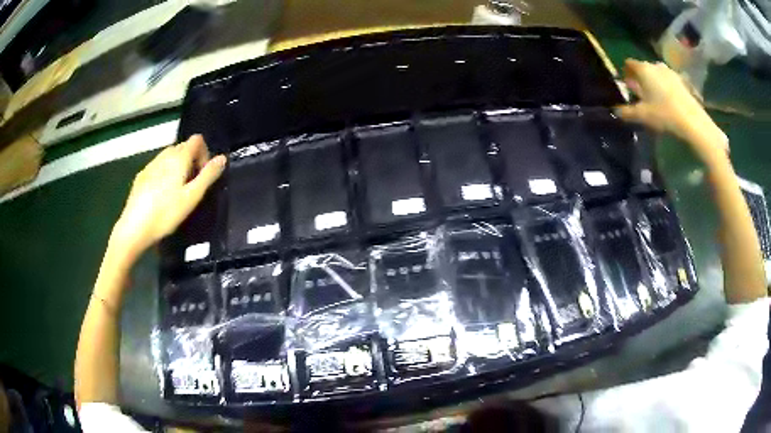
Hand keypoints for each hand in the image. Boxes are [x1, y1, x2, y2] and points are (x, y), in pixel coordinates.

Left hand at [111, 135, 225, 258]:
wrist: (134, 228)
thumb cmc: (166, 214)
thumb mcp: (192, 197)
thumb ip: (208, 176)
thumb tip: (223, 158)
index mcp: (179, 158)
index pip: (197, 139)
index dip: (204, 152)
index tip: (203, 174)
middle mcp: (164, 155)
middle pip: (182, 147)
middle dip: (191, 160)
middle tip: (191, 185)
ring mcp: (150, 165)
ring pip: (169, 156)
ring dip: (177, 166)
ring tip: (176, 191)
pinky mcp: (141, 176)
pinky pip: (157, 166)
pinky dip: (164, 173)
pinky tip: (161, 194)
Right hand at [615, 59, 727, 162]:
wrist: (693, 121)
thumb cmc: (664, 114)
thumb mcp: (642, 116)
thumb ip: (627, 112)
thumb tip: (615, 111)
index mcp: (643, 69)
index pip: (629, 64)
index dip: (626, 72)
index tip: (626, 84)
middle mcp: (656, 65)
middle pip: (644, 68)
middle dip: (641, 78)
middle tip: (640, 94)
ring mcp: (671, 72)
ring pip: (657, 74)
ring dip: (654, 83)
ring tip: (655, 98)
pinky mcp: (682, 81)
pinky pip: (669, 81)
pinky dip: (666, 88)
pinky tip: (669, 102)